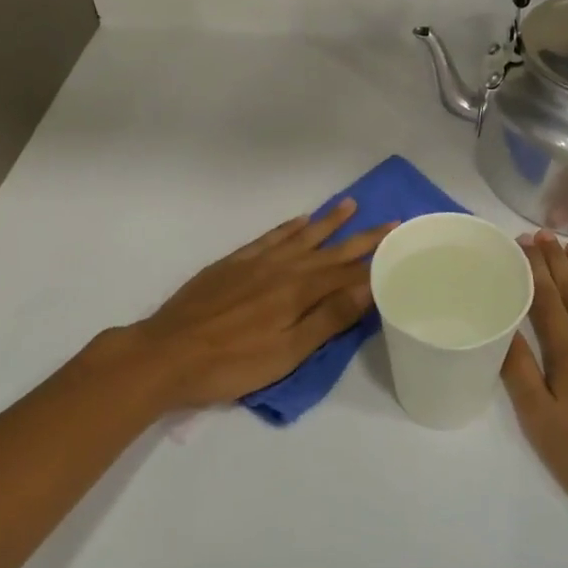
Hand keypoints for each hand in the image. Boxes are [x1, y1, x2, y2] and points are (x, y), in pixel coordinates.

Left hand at [112, 200, 394, 411]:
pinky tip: (299, 220)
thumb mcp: (287, 352)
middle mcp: (283, 267)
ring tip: (350, 204)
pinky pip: (269, 237)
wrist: (167, 353)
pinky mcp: (233, 262)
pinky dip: (287, 227)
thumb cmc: (231, 363)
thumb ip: (328, 318)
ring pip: (301, 236)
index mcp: (299, 291)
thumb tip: (368, 287)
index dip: (375, 257)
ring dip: (328, 221)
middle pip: (330, 249)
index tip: (400, 239)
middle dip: (361, 236)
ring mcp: (256, 262)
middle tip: (389, 220)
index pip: (347, 270)